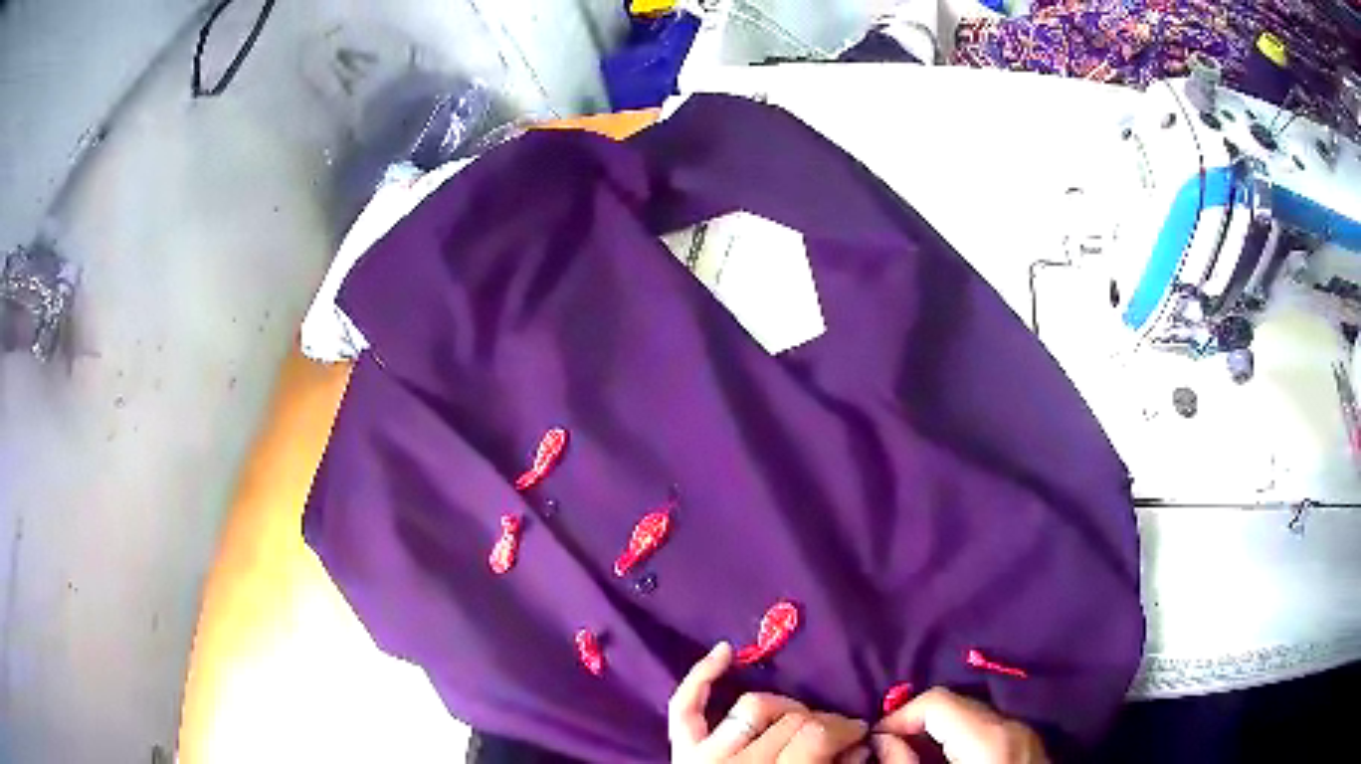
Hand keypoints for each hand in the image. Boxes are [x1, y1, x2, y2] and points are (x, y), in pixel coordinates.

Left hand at [668, 642, 869, 762]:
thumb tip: (859, 745)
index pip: (815, 735)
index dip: (846, 729)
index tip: (860, 734)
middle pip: (791, 720)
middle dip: (824, 722)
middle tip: (839, 731)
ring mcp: (703, 755)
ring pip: (753, 707)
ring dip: (784, 706)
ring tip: (800, 717)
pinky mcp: (681, 751)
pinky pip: (685, 707)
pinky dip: (701, 677)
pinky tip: (726, 652)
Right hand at [871, 688, 1047, 763]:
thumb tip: (884, 743)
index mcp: (987, 734)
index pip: (936, 700)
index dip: (898, 716)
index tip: (876, 741)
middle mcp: (1011, 724)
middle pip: (956, 704)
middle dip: (918, 723)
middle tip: (890, 750)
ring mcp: (1025, 734)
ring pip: (973, 717)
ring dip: (940, 732)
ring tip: (917, 758)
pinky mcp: (1029, 747)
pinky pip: (990, 730)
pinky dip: (963, 739)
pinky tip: (950, 762)